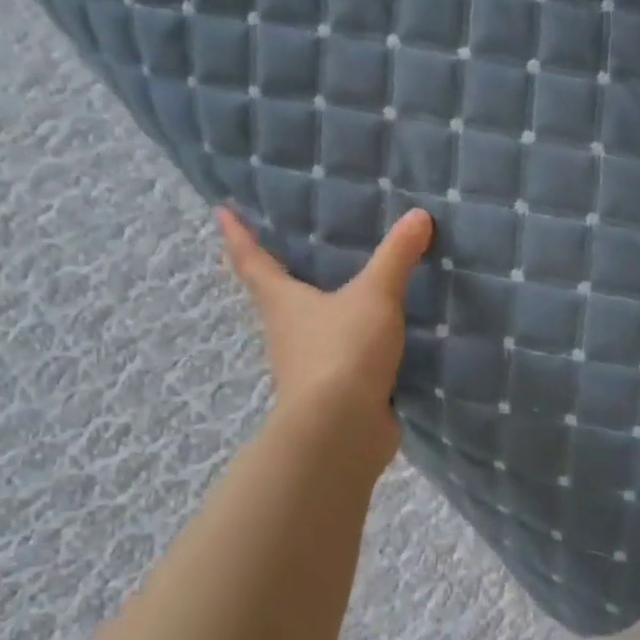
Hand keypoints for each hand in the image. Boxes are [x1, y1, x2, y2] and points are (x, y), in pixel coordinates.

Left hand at [218, 205, 434, 473]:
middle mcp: (286, 332)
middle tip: (290, 247)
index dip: (237, 235)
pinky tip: (376, 337)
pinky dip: (352, 343)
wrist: (341, 429)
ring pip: (309, 328)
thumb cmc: (343, 350)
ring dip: (319, 311)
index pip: (252, 261)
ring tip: (345, 289)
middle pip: (276, 296)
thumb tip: (418, 214)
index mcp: (283, 302)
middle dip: (279, 273)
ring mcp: (307, 366)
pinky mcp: (334, 391)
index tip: (221, 211)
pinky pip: (342, 356)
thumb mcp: (375, 295)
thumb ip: (396, 256)